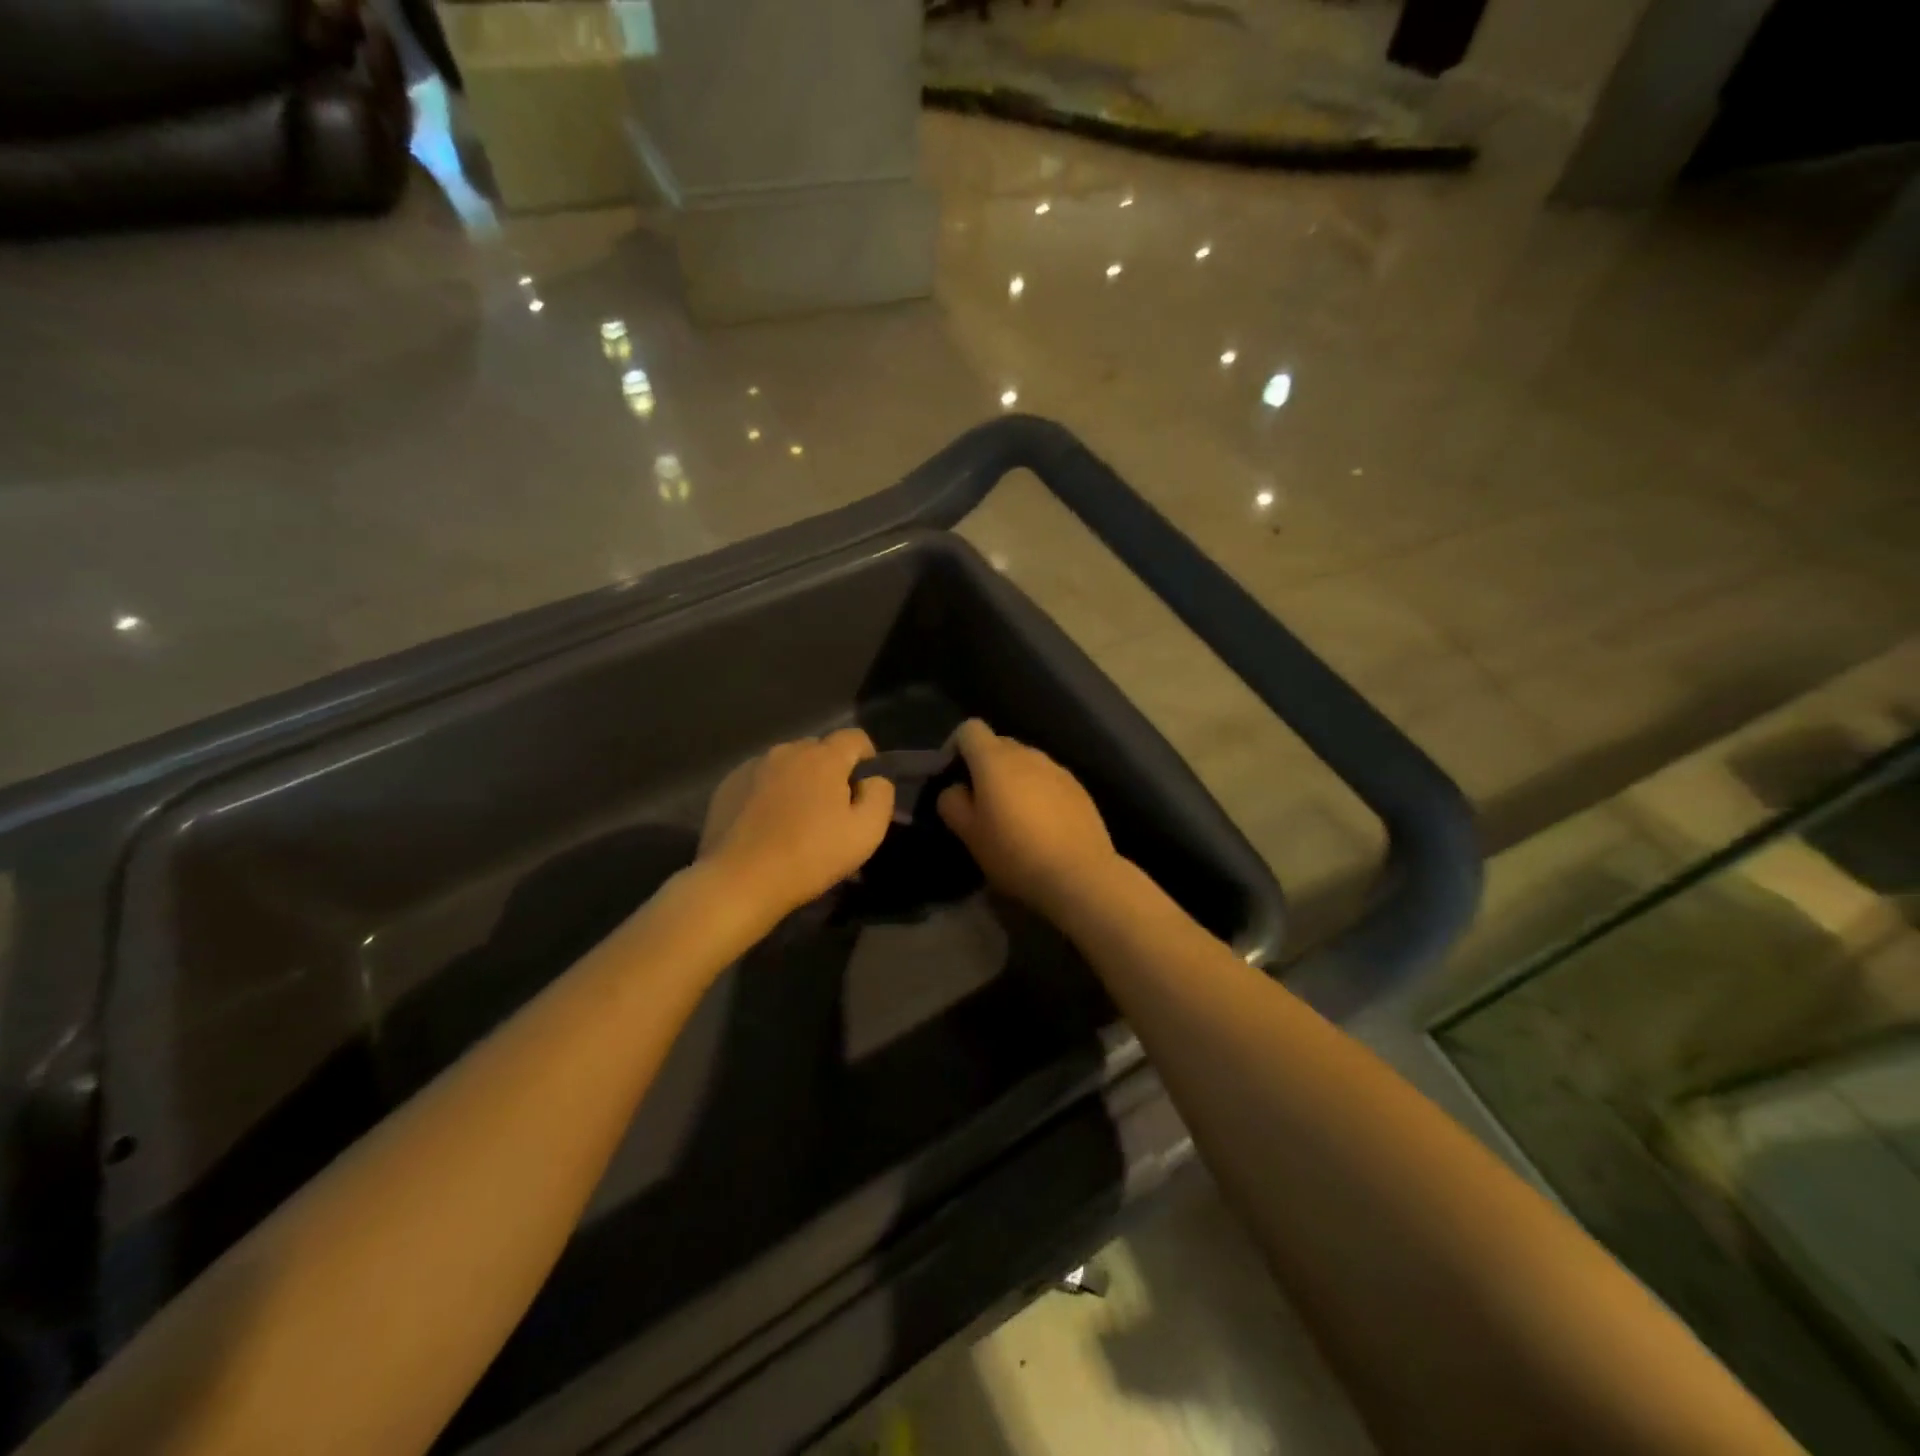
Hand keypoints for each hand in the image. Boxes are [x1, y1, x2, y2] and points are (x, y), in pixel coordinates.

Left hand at [698, 728, 894, 918]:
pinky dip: (768, 793)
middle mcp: (787, 751)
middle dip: (830, 771)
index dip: (867, 758)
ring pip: (787, 763)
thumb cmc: (809, 856)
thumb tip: (873, 780)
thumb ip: (880, 796)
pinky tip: (766, 824)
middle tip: (831, 809)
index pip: (855, 737)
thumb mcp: (866, 833)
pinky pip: (759, 779)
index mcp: (824, 758)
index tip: (864, 787)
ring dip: (798, 781)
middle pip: (819, 749)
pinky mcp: (728, 785)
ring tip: (795, 818)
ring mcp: (753, 766)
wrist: (739, 881)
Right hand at [937, 720, 1119, 917]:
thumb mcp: (969, 834)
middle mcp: (1027, 754)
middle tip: (979, 802)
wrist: (1079, 874)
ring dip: (1012, 779)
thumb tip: (956, 788)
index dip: (955, 746)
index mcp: (995, 759)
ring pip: (1025, 763)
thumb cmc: (1015, 853)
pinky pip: (1047, 779)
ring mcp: (1057, 768)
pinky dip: (1036, 791)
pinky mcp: (1078, 787)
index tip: (951, 775)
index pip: (969, 729)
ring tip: (1011, 815)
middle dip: (983, 765)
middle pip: (998, 744)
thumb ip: (952, 803)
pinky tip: (1040, 824)